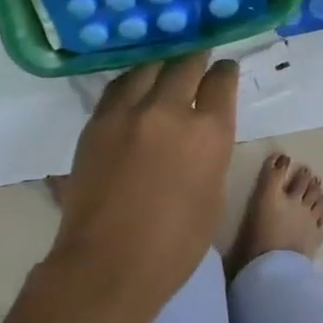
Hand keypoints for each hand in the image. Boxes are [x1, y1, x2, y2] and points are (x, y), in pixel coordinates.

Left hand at [35, 54, 239, 322]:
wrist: (107, 264)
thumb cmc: (174, 246)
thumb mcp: (212, 196)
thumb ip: (210, 154)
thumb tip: (200, 133)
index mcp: (208, 134)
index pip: (221, 82)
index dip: (225, 72)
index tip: (224, 70)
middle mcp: (169, 111)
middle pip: (185, 64)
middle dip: (196, 59)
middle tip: (198, 58)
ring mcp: (128, 112)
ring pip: (148, 68)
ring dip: (162, 65)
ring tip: (165, 67)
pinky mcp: (97, 121)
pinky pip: (118, 87)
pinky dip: (132, 82)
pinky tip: (136, 86)